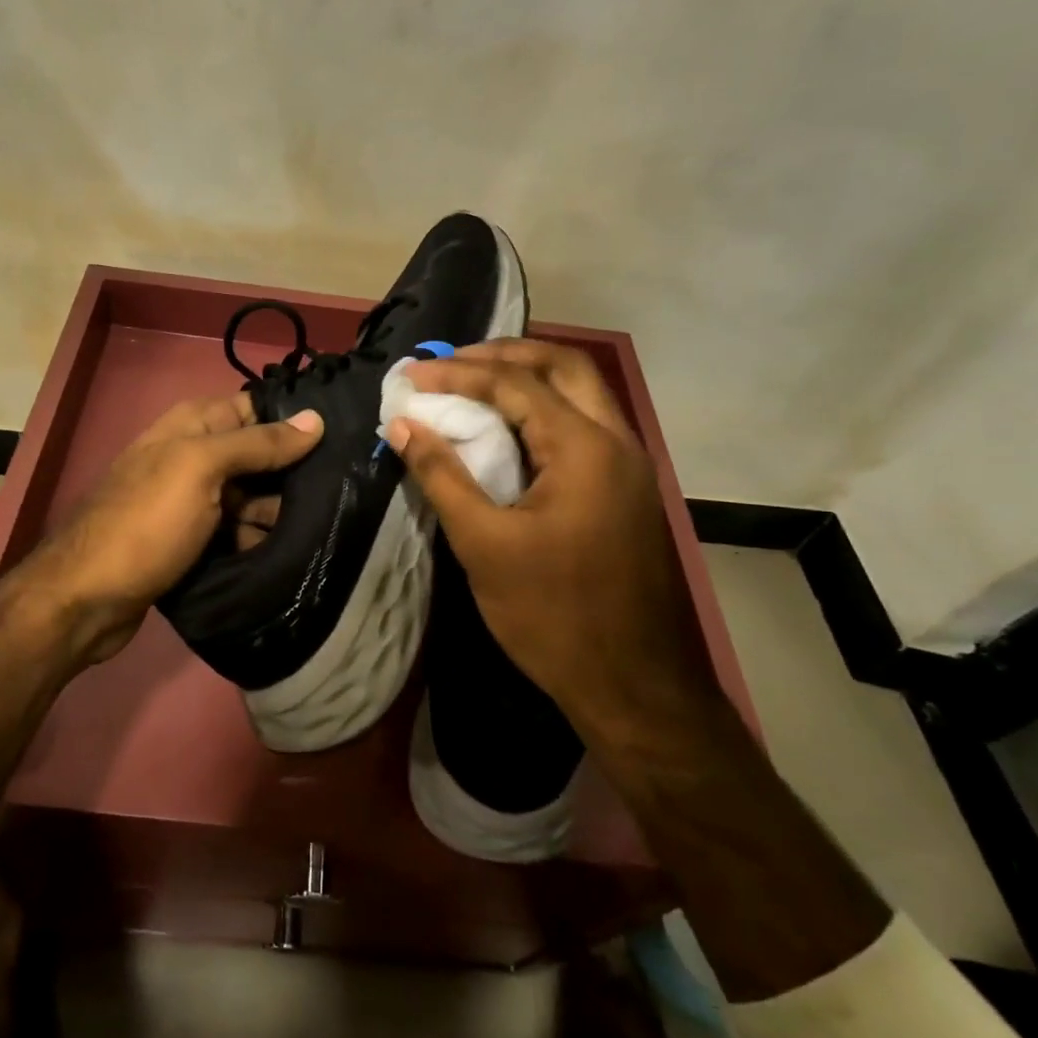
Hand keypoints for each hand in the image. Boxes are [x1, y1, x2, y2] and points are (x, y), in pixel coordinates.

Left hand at [13, 394, 322, 666]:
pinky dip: (258, 537)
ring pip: (252, 495)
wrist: (87, 598)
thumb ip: (258, 443)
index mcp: (194, 425)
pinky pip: (237, 528)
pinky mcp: (194, 538)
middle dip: (295, 472)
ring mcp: (193, 499)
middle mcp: (194, 455)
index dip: (296, 419)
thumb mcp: (201, 469)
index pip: (258, 407)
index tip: (344, 437)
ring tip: (324, 528)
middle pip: (259, 454)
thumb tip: (316, 418)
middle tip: (341, 492)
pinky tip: (289, 552)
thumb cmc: (146, 522)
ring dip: (280, 511)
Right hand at [387, 340, 717, 738]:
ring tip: (473, 385)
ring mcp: (629, 465)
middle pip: (563, 366)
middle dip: (504, 353)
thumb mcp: (483, 544)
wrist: (634, 684)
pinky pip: (584, 425)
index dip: (458, 372)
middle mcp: (616, 441)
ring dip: (528, 378)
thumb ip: (442, 476)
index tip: (411, 376)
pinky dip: (544, 410)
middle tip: (451, 362)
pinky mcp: (626, 490)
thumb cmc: (552, 615)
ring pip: (580, 392)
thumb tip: (404, 425)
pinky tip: (508, 431)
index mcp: (584, 448)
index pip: (515, 383)